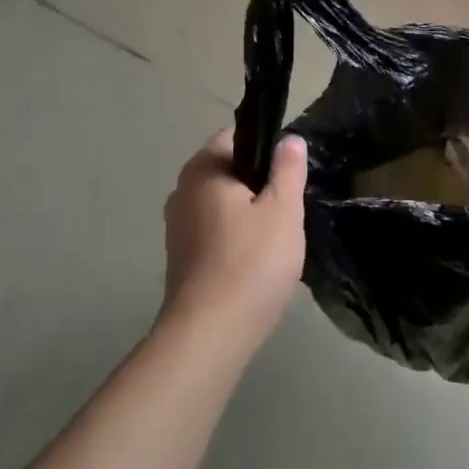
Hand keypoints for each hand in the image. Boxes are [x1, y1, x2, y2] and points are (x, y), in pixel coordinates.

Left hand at [161, 129, 307, 344]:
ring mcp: (177, 226)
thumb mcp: (283, 209)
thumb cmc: (252, 261)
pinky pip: (215, 231)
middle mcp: (182, 191)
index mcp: (203, 170)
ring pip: (222, 204)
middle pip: (228, 171)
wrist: (211, 331)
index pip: (235, 137)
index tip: (291, 173)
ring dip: (248, 213)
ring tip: (279, 236)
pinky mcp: (181, 257)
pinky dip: (236, 237)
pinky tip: (258, 259)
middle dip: (259, 183)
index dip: (267, 148)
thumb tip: (289, 139)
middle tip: (291, 206)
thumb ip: (288, 169)